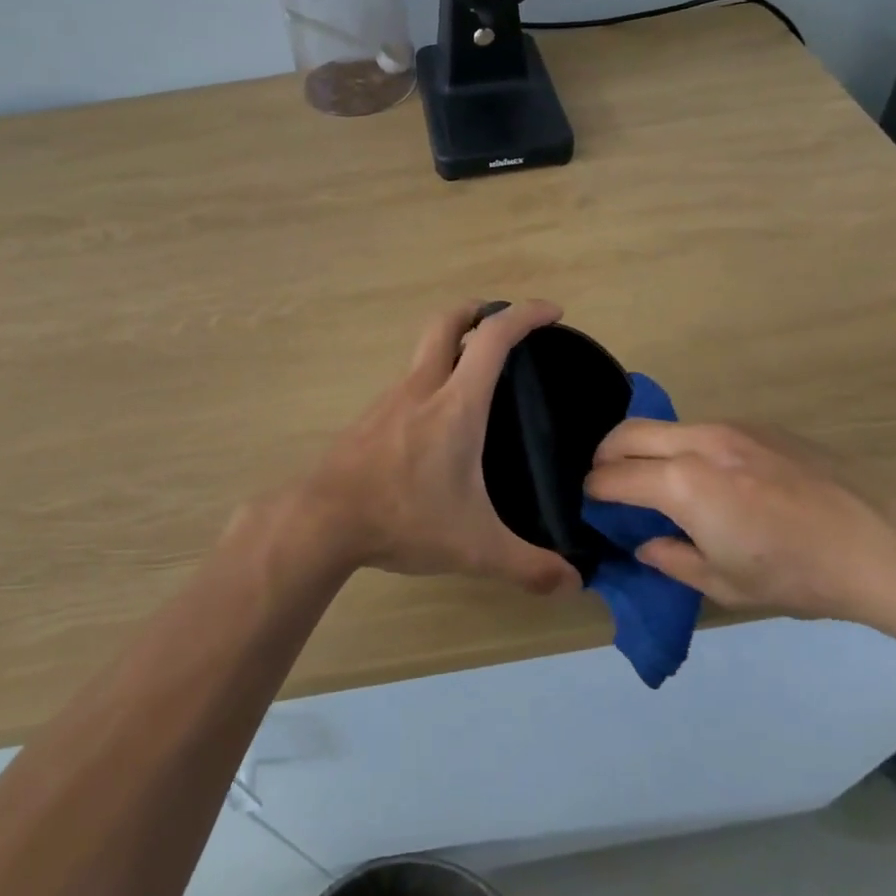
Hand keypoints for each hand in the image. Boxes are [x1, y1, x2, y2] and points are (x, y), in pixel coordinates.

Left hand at [282, 301, 581, 596]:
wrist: (322, 519)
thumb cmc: (403, 518)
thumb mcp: (475, 547)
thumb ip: (527, 566)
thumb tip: (573, 584)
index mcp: (455, 404)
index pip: (493, 338)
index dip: (525, 315)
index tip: (552, 312)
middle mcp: (422, 387)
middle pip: (447, 322)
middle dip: (478, 310)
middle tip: (502, 324)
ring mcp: (389, 399)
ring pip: (423, 352)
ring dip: (451, 347)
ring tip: (477, 379)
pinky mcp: (369, 418)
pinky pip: (408, 383)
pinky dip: (430, 380)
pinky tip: (437, 422)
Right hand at [584, 419, 895, 625]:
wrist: (881, 543)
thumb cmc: (797, 574)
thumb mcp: (725, 584)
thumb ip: (672, 560)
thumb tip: (645, 545)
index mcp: (682, 483)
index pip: (614, 476)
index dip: (594, 490)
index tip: (589, 501)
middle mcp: (698, 442)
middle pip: (627, 433)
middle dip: (605, 455)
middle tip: (606, 481)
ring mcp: (731, 427)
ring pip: (666, 426)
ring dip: (646, 447)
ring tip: (655, 479)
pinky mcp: (760, 426)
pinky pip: (702, 429)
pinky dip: (683, 447)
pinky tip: (708, 477)